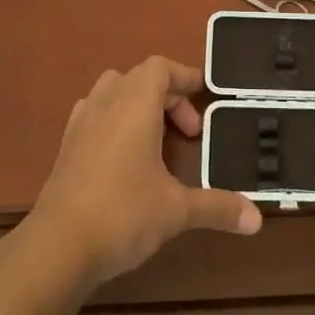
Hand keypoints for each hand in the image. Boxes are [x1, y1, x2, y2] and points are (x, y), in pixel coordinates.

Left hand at [28, 56, 261, 289]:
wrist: (57, 246)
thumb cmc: (123, 214)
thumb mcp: (177, 210)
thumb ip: (217, 207)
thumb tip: (257, 220)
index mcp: (135, 103)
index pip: (160, 67)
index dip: (185, 75)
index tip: (206, 95)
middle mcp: (106, 102)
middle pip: (139, 78)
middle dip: (168, 97)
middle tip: (190, 133)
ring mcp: (81, 123)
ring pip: (112, 92)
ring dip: (139, 106)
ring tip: (158, 140)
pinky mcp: (66, 146)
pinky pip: (95, 115)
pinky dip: (115, 122)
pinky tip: (125, 158)